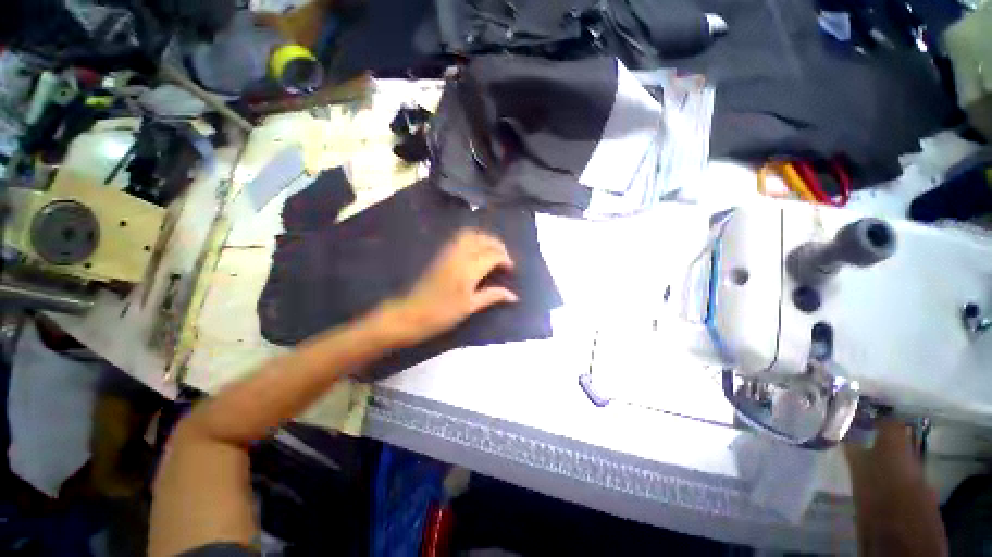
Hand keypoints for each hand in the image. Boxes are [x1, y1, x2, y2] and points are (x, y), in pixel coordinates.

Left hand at [376, 229, 518, 345]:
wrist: (410, 313)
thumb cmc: (442, 314)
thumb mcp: (470, 307)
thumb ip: (492, 296)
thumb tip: (514, 296)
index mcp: (468, 270)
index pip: (492, 255)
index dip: (505, 259)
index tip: (511, 269)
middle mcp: (459, 255)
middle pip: (483, 240)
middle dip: (497, 245)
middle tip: (505, 257)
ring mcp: (448, 252)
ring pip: (471, 235)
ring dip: (485, 238)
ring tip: (493, 251)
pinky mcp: (441, 254)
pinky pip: (460, 238)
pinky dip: (473, 238)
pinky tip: (476, 250)